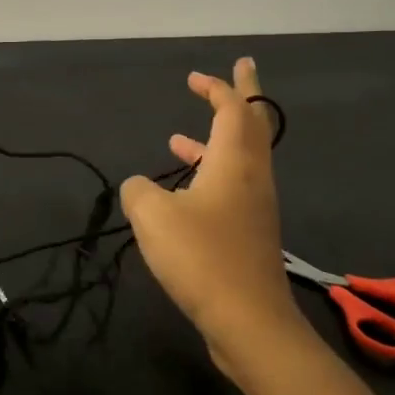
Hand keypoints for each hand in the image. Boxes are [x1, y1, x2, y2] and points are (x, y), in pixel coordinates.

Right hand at [120, 59, 308, 390]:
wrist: (248, 322)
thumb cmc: (201, 257)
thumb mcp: (152, 215)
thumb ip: (138, 190)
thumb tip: (139, 187)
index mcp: (235, 161)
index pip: (232, 109)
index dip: (217, 87)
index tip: (197, 76)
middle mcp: (253, 177)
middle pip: (253, 125)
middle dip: (243, 96)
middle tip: (237, 72)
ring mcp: (255, 207)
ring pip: (240, 159)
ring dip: (215, 141)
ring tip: (180, 137)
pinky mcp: (249, 234)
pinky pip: (231, 188)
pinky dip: (208, 175)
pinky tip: (178, 194)